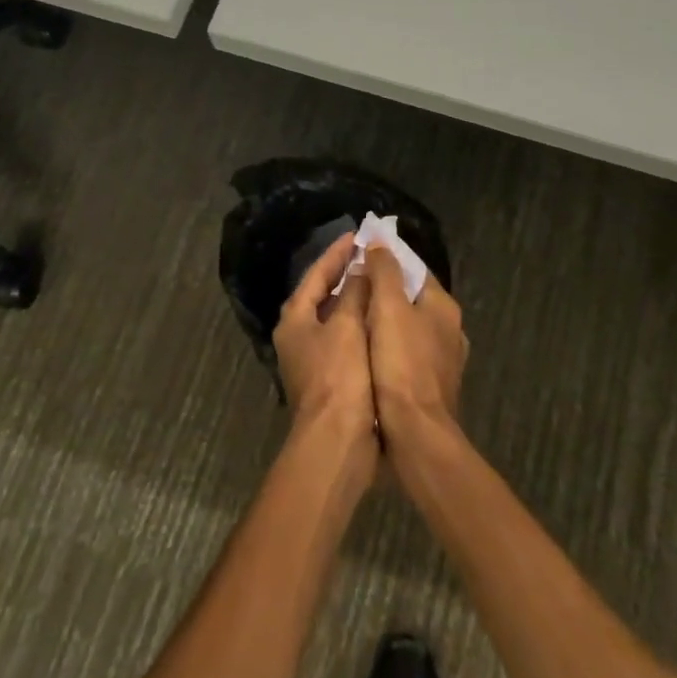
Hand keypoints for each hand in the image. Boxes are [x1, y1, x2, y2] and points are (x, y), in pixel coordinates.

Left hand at [272, 232, 375, 453]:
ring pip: (336, 318)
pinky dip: (362, 325)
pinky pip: (346, 339)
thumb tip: (360, 267)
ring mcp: (312, 359)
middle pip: (322, 295)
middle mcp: (298, 335)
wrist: (337, 442)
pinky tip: (382, 321)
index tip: (358, 235)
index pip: (316, 274)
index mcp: (295, 318)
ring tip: (381, 283)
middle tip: (371, 257)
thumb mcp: (347, 326)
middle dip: (346, 275)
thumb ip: (353, 292)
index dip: (337, 253)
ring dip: (355, 300)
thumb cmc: (340, 376)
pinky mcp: (330, 379)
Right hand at [359, 246, 467, 448]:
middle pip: (413, 300)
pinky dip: (390, 349)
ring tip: (355, 320)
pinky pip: (407, 356)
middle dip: (386, 293)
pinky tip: (368, 355)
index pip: (415, 271)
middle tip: (353, 289)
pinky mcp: (433, 387)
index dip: (389, 262)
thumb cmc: (401, 364)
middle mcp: (450, 330)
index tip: (361, 258)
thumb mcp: (388, 308)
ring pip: (410, 329)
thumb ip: (385, 272)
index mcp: (443, 306)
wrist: (416, 433)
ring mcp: (444, 361)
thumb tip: (380, 242)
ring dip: (387, 323)